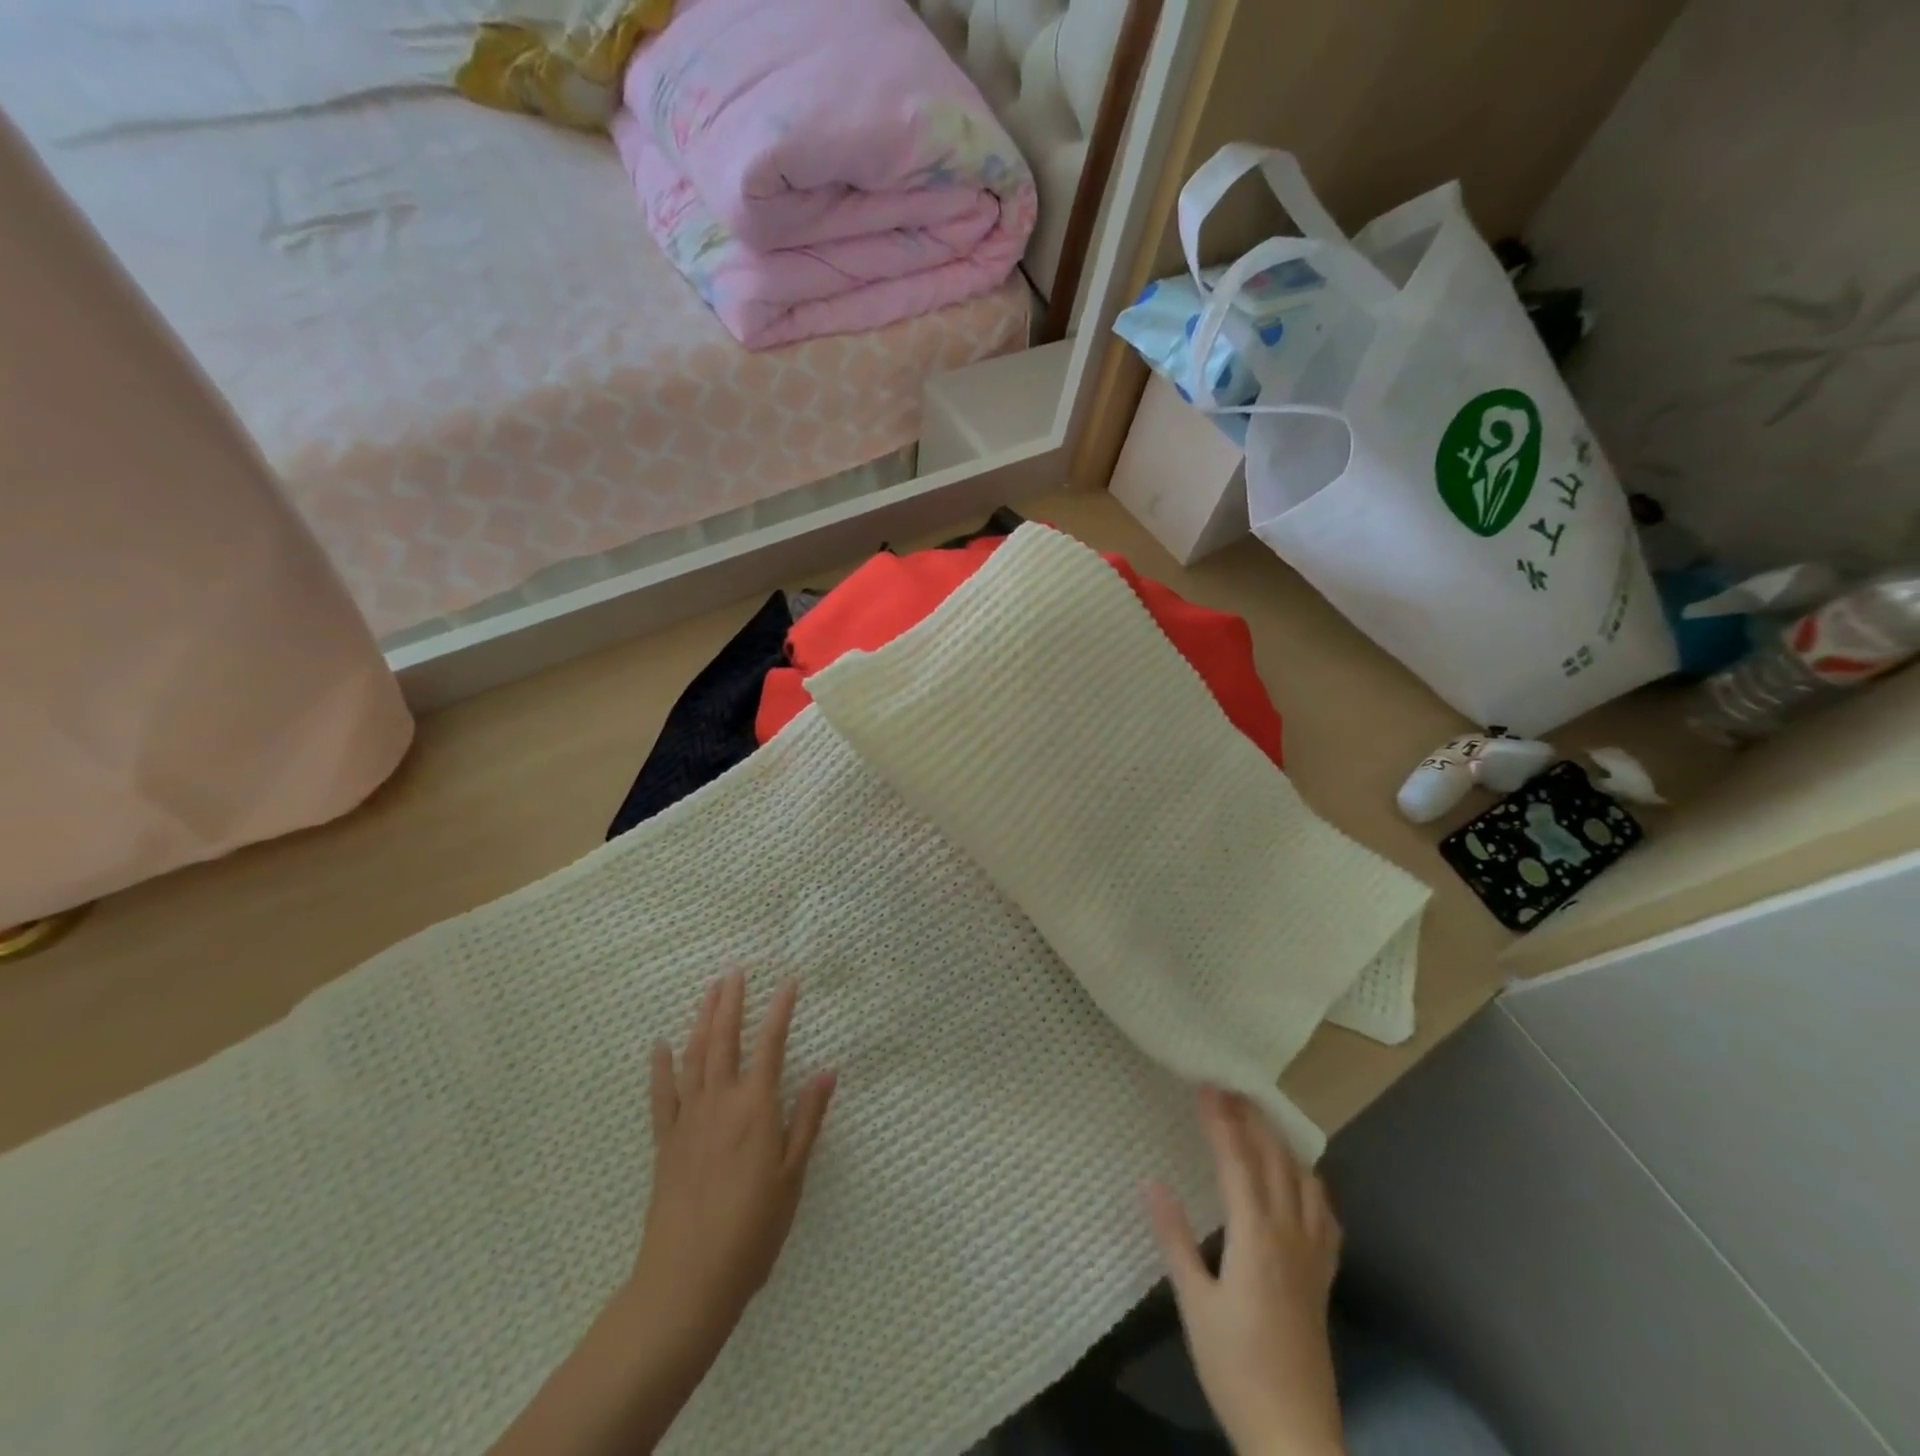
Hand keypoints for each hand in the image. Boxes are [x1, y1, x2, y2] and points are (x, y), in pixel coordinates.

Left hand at [635, 971, 836, 1337]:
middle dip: (731, 1001)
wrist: (687, 1280)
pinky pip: (662, 1095)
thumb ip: (807, 1119)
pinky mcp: (665, 1142)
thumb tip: (827, 1072)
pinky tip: (661, 1045)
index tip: (789, 982)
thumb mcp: (793, 1176)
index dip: (781, 1010)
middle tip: (735, 971)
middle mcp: (720, 1102)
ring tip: (708, 991)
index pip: (771, 1045)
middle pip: (725, 1039)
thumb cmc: (753, 1230)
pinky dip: (661, 1067)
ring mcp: (688, 1119)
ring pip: (695, 1056)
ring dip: (702, 1020)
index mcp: (756, 1108)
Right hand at [1144, 1089, 1344, 1455]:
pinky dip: (1311, 1184)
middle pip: (1275, 1161)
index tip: (1206, 1086)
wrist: (1295, 1436)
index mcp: (1256, 1237)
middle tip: (1229, 1090)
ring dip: (1282, 1144)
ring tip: (1261, 1122)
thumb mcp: (1194, 1304)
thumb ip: (1175, 1239)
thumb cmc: (1236, 1369)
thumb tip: (1150, 1181)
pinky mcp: (1324, 1278)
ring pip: (1305, 1182)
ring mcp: (1313, 1256)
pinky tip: (1301, 1181)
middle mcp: (1290, 1236)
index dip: (1220, 1121)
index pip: (1237, 1162)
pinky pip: (1325, 1215)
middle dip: (1252, 1120)